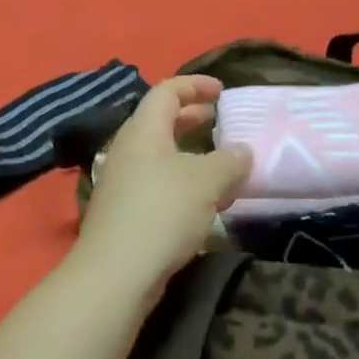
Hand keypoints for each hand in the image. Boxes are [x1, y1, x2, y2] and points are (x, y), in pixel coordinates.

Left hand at [73, 75, 250, 299]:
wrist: (116, 273)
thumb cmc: (162, 212)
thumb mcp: (206, 181)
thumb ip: (230, 161)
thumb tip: (243, 151)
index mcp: (144, 130)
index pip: (167, 91)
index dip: (195, 85)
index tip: (221, 90)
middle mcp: (128, 149)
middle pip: (159, 121)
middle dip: (190, 117)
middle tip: (218, 120)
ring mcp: (122, 182)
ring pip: (159, 155)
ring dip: (189, 154)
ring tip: (219, 164)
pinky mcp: (123, 211)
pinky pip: (156, 183)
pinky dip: (181, 182)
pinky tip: (203, 203)